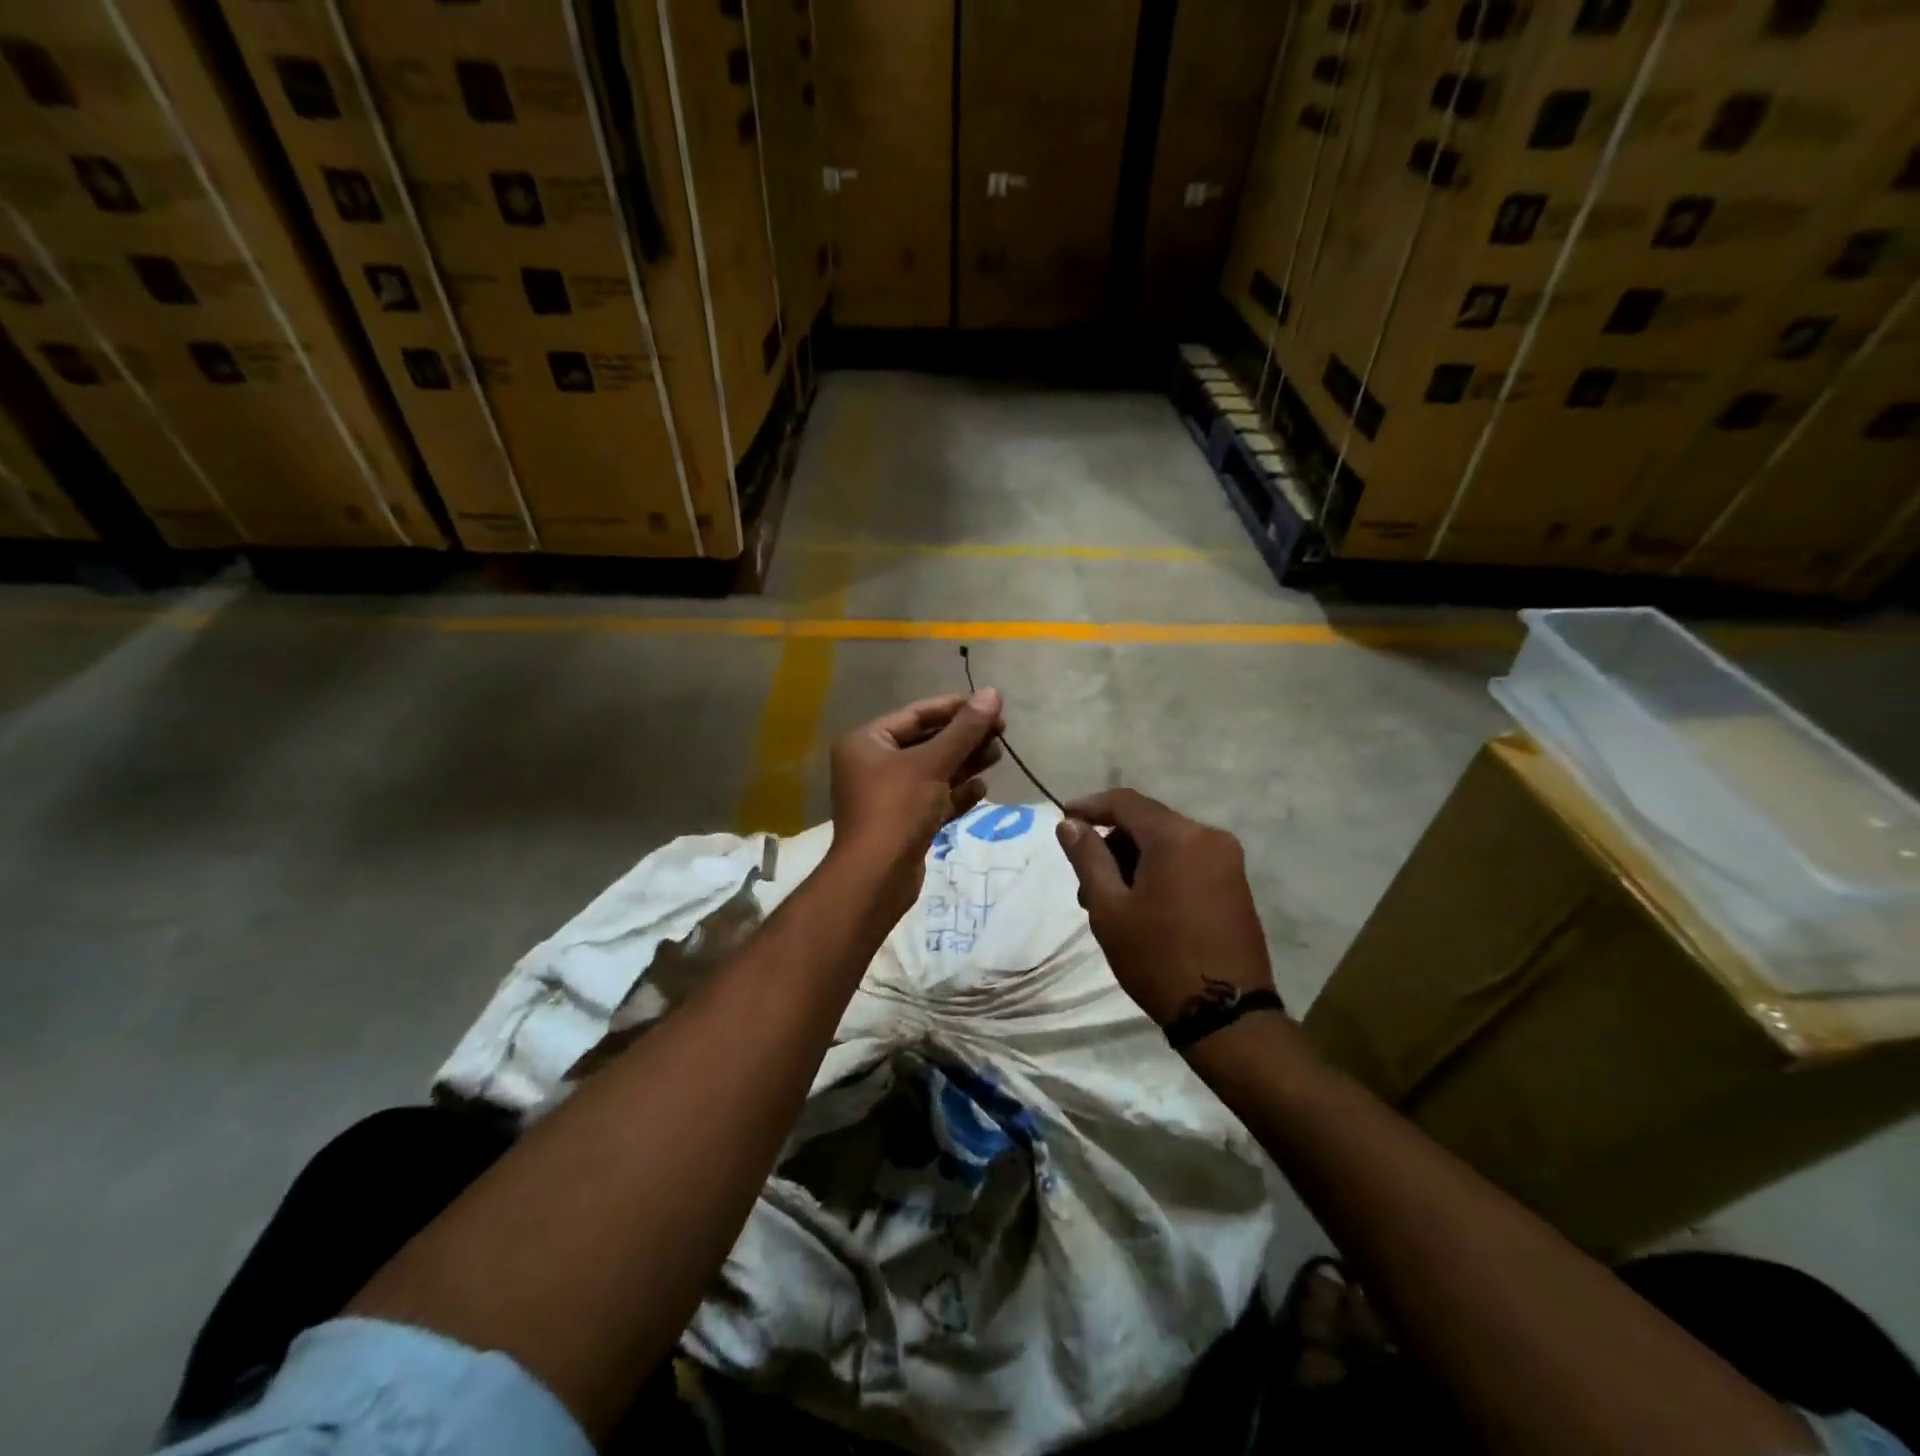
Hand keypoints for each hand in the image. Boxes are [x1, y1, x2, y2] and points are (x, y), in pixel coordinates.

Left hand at [828, 690, 1003, 910]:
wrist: (876, 878)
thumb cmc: (897, 809)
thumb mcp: (932, 764)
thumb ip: (964, 730)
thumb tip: (993, 693)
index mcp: (867, 742)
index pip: (916, 714)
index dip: (954, 708)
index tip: (990, 705)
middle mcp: (873, 765)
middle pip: (926, 742)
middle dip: (964, 738)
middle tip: (1001, 732)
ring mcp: (888, 796)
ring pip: (933, 772)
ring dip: (965, 763)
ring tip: (998, 755)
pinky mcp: (903, 823)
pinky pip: (933, 799)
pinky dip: (956, 793)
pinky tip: (982, 788)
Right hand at [1056, 789, 1275, 1028]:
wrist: (1225, 1015)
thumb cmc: (1157, 957)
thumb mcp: (1109, 908)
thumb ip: (1088, 858)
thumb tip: (1070, 824)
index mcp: (1178, 837)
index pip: (1126, 802)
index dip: (1090, 806)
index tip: (1064, 820)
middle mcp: (1209, 837)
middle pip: (1148, 822)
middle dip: (1111, 843)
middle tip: (1085, 882)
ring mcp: (1228, 861)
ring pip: (1167, 843)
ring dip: (1134, 860)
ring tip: (1110, 902)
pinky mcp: (1235, 885)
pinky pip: (1187, 861)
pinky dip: (1159, 871)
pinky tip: (1141, 905)